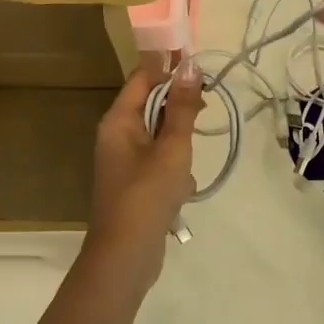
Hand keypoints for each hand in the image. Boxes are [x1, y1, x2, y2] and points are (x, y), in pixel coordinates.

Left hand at [86, 61, 203, 283]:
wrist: (125, 257)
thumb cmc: (147, 195)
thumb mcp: (172, 147)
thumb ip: (183, 107)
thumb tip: (189, 66)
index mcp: (119, 120)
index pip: (143, 77)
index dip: (171, 70)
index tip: (202, 73)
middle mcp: (116, 135)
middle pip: (151, 105)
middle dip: (180, 110)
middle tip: (207, 113)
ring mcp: (124, 161)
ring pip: (159, 136)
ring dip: (179, 144)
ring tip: (189, 165)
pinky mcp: (134, 184)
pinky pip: (158, 162)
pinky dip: (174, 171)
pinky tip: (184, 191)